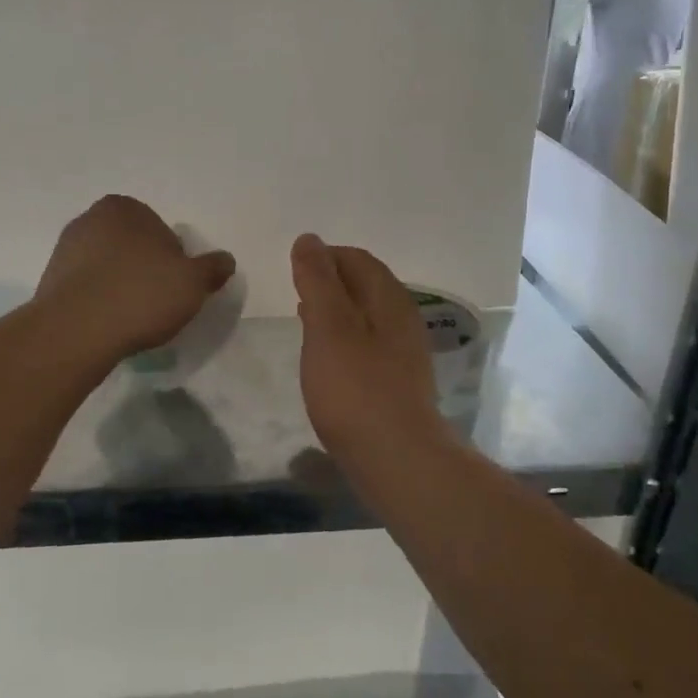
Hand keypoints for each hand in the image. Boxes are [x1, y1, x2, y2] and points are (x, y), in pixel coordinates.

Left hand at [36, 196, 235, 362]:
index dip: (174, 261)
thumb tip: (226, 260)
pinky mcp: (50, 280)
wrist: (76, 331)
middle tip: (157, 302)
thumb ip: (212, 268)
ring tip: (132, 317)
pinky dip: (100, 300)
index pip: (162, 232)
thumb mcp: (193, 283)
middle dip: (145, 269)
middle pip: (133, 247)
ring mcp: (65, 249)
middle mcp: (90, 219)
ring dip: (121, 285)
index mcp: (124, 208)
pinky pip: (87, 287)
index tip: (175, 287)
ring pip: (108, 266)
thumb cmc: (141, 295)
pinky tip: (109, 322)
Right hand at [291, 234, 448, 465]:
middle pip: (365, 285)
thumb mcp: (328, 326)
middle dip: (330, 282)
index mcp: (388, 298)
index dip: (324, 257)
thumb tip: (309, 239)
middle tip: (296, 293)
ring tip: (304, 321)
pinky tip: (326, 359)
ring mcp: (404, 352)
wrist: (396, 457)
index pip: (357, 259)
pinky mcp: (397, 382)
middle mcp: (403, 319)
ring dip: (336, 311)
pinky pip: (368, 344)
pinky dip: (344, 339)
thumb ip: (318, 281)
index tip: (293, 270)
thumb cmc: (355, 387)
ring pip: (366, 316)